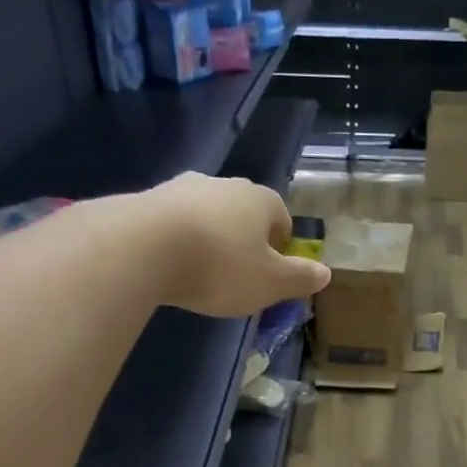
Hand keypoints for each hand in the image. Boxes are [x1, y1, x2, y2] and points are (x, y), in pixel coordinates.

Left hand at [137, 172, 329, 316]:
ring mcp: (182, 187)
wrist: (140, 247)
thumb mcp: (270, 283)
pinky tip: (170, 266)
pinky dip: (177, 240)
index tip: (271, 271)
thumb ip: (300, 278)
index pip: (281, 217)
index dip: (280, 246)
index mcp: (260, 200)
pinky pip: (173, 222)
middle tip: (237, 274)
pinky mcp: (146, 199)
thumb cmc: (219, 266)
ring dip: (208, 237)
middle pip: (243, 212)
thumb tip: (325, 272)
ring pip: (206, 214)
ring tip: (200, 272)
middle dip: (243, 239)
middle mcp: (223, 184)